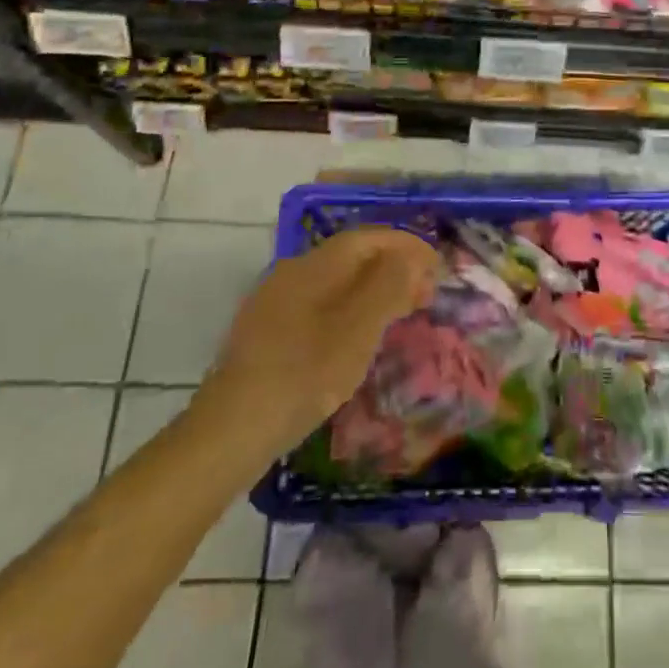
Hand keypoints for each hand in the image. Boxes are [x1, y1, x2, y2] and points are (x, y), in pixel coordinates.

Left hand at [199, 227, 438, 459]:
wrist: (231, 430)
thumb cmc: (305, 373)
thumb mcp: (358, 328)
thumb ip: (388, 285)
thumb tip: (409, 258)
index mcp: (314, 265)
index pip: (368, 238)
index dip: (406, 246)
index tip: (437, 267)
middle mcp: (291, 272)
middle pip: (351, 257)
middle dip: (393, 269)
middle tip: (424, 295)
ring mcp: (274, 302)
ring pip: (335, 282)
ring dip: (373, 290)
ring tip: (399, 315)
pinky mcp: (266, 332)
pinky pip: (319, 305)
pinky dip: (350, 309)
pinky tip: (357, 338)